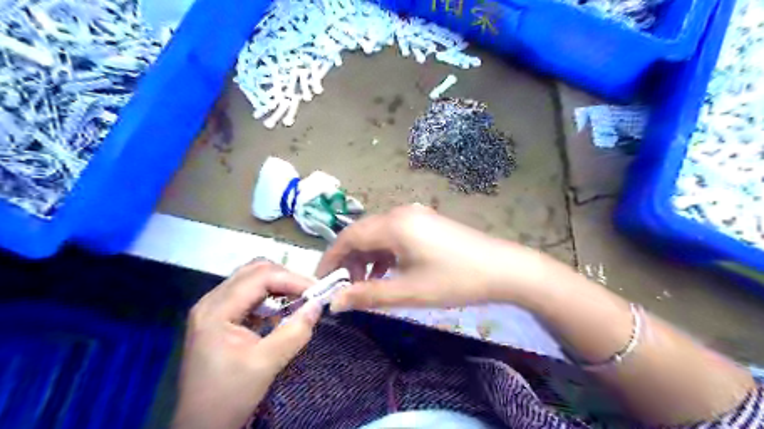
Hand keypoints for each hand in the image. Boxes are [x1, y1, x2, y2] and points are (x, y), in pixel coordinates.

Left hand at [172, 262, 320, 428]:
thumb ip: (294, 332)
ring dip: (279, 285)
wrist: (201, 426)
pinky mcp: (221, 317)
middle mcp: (212, 301)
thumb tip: (318, 305)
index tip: (317, 291)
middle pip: (255, 271)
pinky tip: (283, 310)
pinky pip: (250, 294)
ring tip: (301, 298)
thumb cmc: (228, 397)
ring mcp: (215, 308)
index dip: (292, 279)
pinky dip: (271, 296)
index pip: (260, 277)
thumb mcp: (265, 365)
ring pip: (253, 279)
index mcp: (216, 310)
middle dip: (286, 278)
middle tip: (310, 292)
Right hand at [318, 204, 549, 310]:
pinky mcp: (426, 222)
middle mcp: (400, 213)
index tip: (322, 281)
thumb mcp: (407, 291)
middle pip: (362, 233)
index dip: (331, 259)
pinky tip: (388, 271)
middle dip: (349, 260)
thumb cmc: (454, 280)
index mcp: (393, 225)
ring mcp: (416, 215)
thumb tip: (335, 302)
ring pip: (378, 234)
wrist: (504, 269)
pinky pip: (395, 235)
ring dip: (367, 257)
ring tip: (367, 283)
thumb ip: (367, 295)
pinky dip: (385, 253)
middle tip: (346, 287)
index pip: (348, 237)